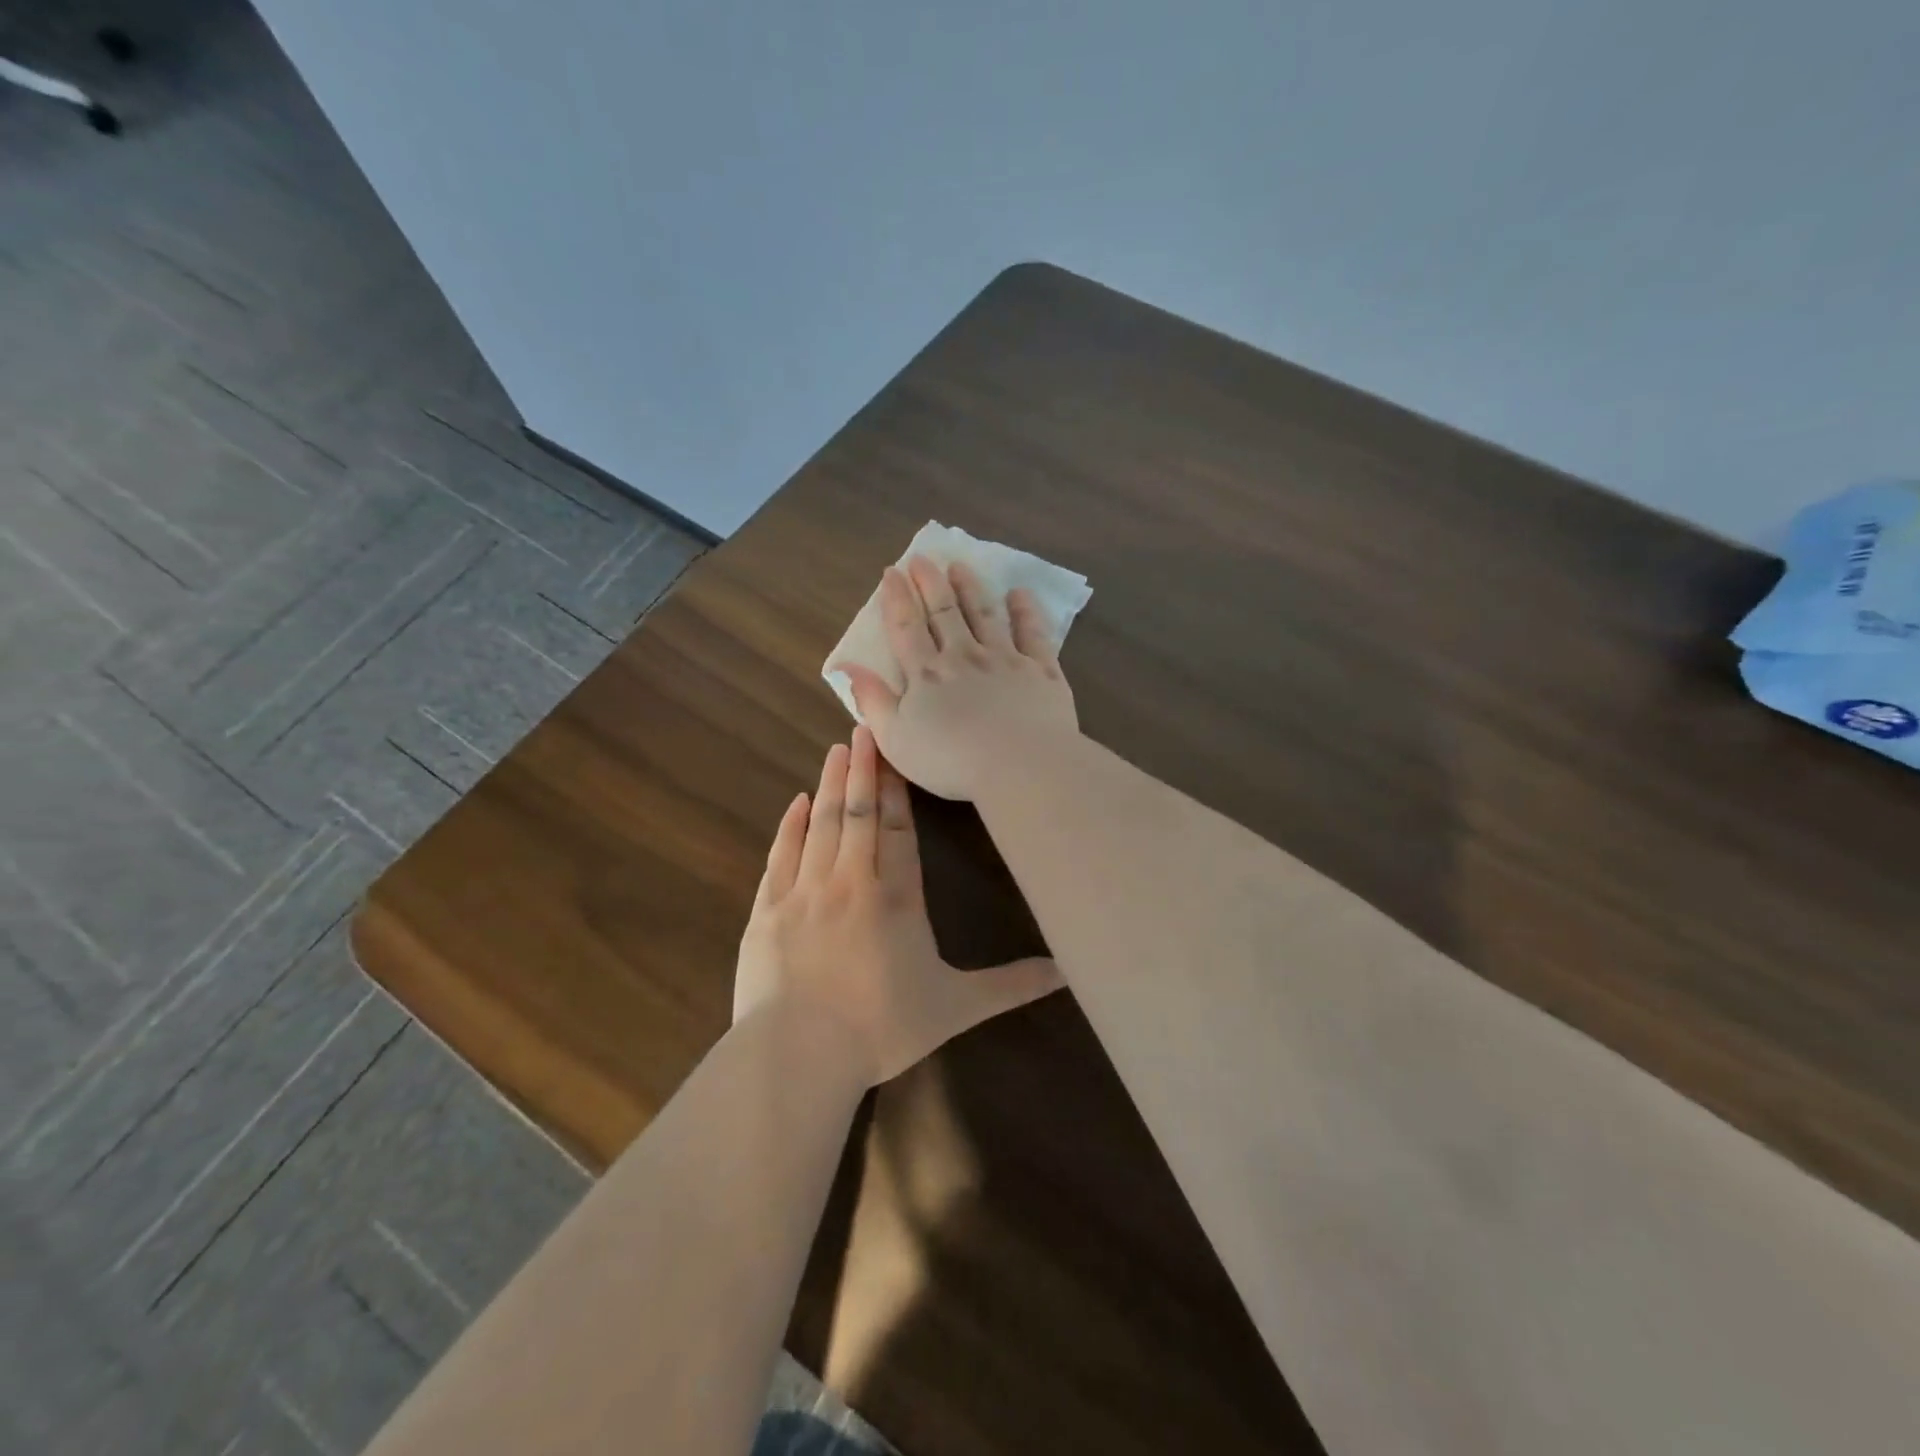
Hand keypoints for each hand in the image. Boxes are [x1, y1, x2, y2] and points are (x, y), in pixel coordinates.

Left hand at [733, 725, 1063, 1085]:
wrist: (798, 1055)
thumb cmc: (882, 1029)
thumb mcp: (956, 1008)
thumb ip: (1011, 985)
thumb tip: (1068, 972)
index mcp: (897, 900)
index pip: (900, 833)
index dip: (900, 793)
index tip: (896, 755)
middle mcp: (851, 883)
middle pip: (860, 815)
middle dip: (866, 770)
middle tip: (863, 728)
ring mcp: (804, 892)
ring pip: (822, 825)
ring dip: (833, 785)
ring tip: (838, 750)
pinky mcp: (767, 909)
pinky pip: (781, 855)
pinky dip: (790, 825)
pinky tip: (798, 802)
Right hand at [834, 556, 1079, 800]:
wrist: (1021, 765)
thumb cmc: (951, 761)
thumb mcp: (895, 739)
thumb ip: (872, 701)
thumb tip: (846, 667)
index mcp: (927, 674)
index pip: (906, 628)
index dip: (897, 599)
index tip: (892, 572)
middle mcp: (964, 656)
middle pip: (944, 612)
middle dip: (930, 583)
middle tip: (923, 559)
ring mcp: (1005, 659)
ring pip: (985, 614)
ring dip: (971, 588)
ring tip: (960, 567)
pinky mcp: (1041, 670)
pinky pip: (1033, 633)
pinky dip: (1026, 611)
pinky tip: (1020, 594)